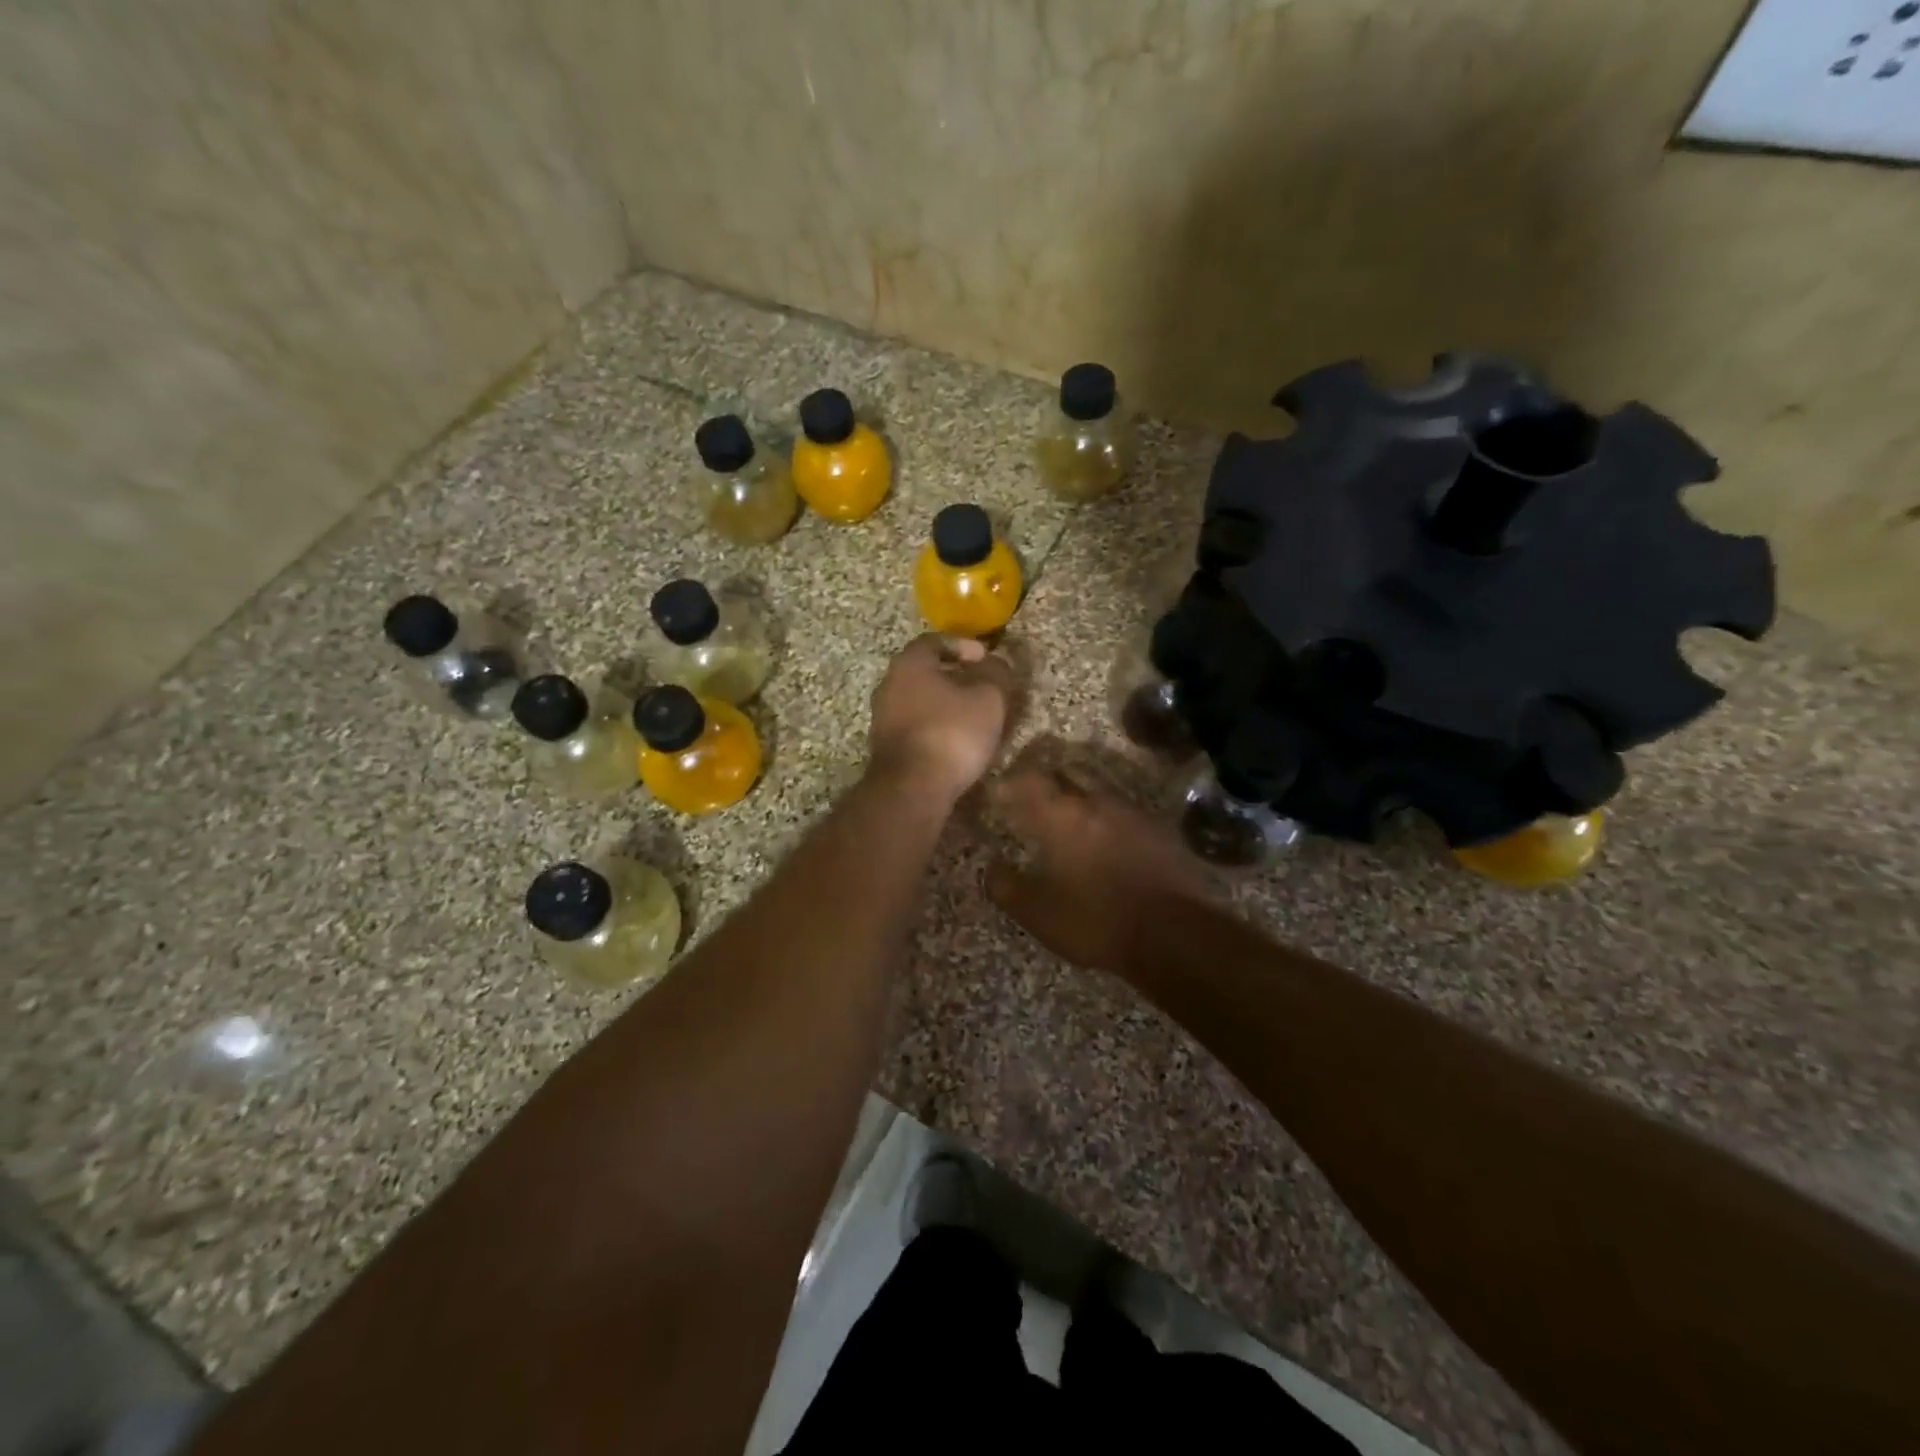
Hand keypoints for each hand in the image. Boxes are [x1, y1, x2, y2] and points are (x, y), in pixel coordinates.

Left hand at [868, 635, 1014, 808]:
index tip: (986, 657)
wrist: (912, 788)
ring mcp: (882, 718)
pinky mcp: (886, 748)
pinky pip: (916, 726)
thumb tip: (997, 663)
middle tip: (982, 686)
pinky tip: (957, 741)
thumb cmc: (952, 733)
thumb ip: (996, 674)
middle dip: (954, 676)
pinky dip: (936, 726)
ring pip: (919, 701)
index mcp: (909, 664)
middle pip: (924, 672)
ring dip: (945, 704)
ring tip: (974, 716)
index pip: (935, 641)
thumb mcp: (989, 699)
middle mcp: (888, 685)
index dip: (963, 645)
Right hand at [986, 758, 1214, 979]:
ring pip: (1098, 789)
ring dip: (1080, 794)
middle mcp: (1096, 802)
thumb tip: (991, 868)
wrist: (1175, 932)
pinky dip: (1107, 816)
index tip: (999, 793)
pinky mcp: (1159, 828)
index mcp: (1061, 816)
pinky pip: (1123, 810)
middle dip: (1048, 779)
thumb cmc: (1096, 920)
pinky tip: (1105, 837)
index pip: (1028, 781)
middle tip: (1033, 796)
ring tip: (1069, 816)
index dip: (1010, 783)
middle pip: (1067, 772)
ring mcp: (1132, 812)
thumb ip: (1007, 887)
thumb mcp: (1039, 914)